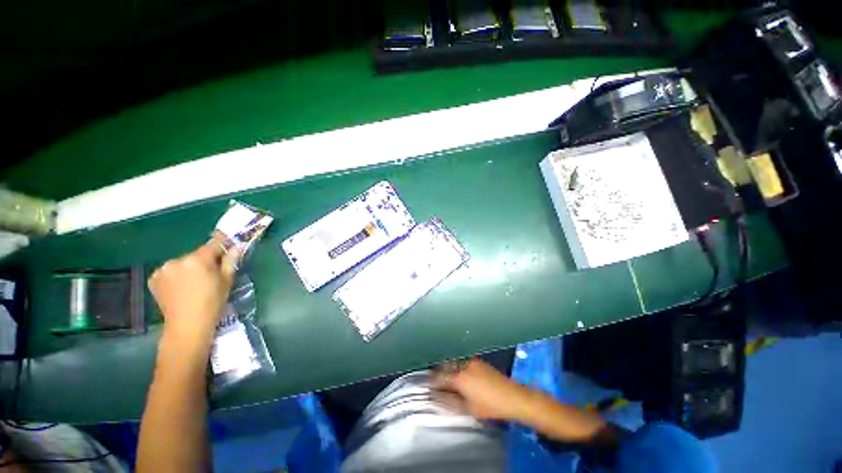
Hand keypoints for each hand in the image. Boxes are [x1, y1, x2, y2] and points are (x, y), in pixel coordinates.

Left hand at [148, 237, 238, 341]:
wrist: (187, 325)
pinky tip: (181, 288)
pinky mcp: (153, 278)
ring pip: (183, 263)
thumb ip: (230, 261)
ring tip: (194, 284)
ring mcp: (162, 269)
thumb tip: (237, 246)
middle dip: (204, 261)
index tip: (229, 247)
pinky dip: (176, 276)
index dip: (223, 245)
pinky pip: (170, 271)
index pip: (214, 244)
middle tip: (211, 274)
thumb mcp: (226, 281)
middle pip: (196, 255)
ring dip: (189, 268)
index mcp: (198, 259)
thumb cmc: (213, 303)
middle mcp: (177, 260)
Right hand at [433, 359, 531, 421]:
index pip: (439, 377)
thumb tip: (437, 397)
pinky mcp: (478, 360)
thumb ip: (449, 401)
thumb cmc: (489, 406)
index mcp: (459, 378)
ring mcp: (471, 361)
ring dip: (448, 368)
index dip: (432, 382)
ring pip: (454, 362)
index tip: (428, 386)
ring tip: (447, 377)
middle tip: (436, 381)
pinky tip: (460, 373)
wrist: (512, 396)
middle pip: (445, 366)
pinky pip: (462, 360)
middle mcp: (463, 365)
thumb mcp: (468, 408)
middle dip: (439, 372)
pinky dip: (457, 365)